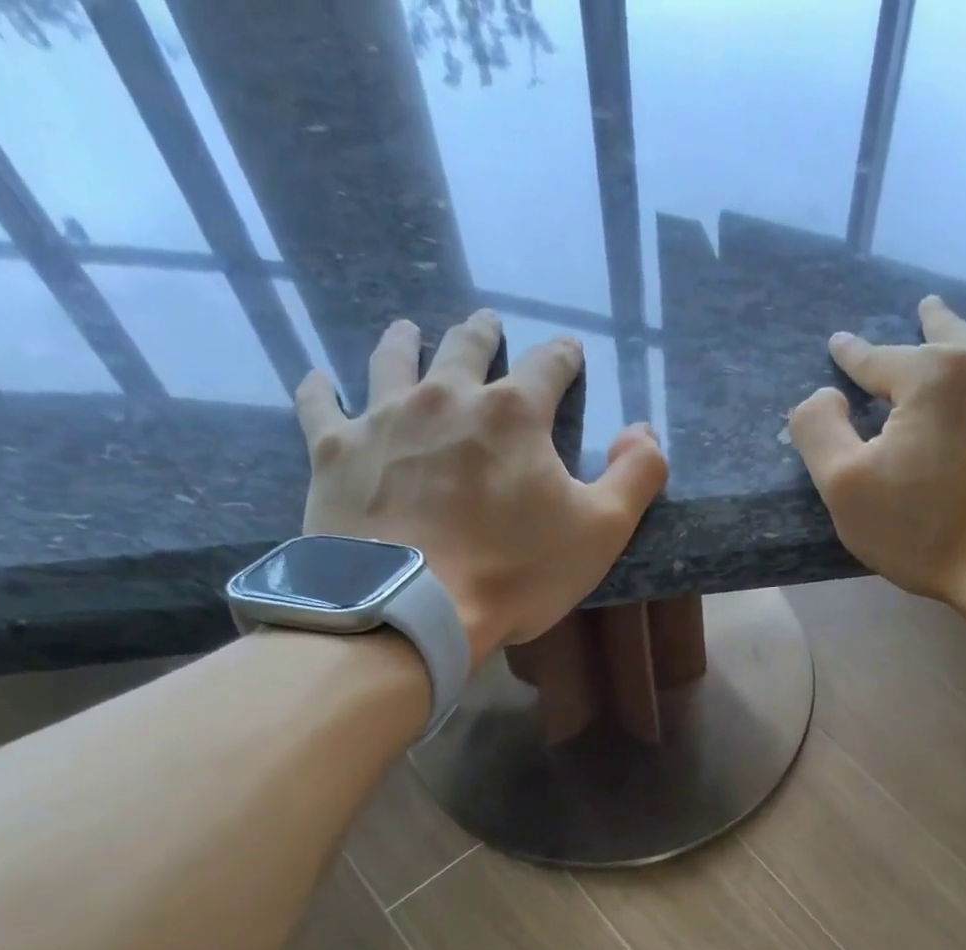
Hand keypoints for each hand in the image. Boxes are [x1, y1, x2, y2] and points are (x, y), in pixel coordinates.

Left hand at [296, 310, 667, 667]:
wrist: (413, 608)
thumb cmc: (515, 572)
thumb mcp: (601, 531)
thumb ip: (636, 476)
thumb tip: (644, 431)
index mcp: (514, 413)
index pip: (548, 366)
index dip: (563, 357)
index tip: (568, 351)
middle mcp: (447, 396)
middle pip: (466, 347)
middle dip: (482, 334)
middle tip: (486, 325)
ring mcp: (384, 418)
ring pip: (393, 359)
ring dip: (405, 341)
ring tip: (408, 330)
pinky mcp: (336, 451)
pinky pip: (321, 405)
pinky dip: (322, 389)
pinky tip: (321, 380)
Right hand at [787, 294, 965, 641]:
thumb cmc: (926, 533)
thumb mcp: (846, 489)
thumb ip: (819, 430)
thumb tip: (823, 394)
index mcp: (931, 374)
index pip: (878, 358)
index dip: (853, 355)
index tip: (840, 345)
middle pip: (951, 332)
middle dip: (932, 320)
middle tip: (925, 305)